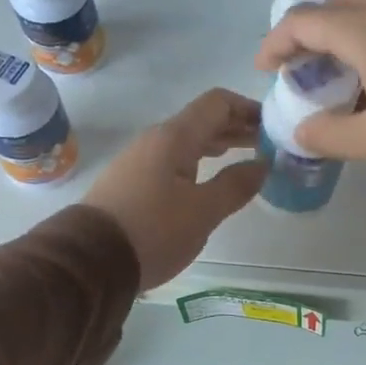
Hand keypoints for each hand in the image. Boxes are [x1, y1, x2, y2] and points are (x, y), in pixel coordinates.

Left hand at [84, 88, 266, 288]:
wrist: (91, 260)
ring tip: (245, 159)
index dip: (248, 109)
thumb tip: (263, 164)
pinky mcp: (131, 183)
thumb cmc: (154, 231)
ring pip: (187, 142)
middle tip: (268, 145)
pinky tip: (209, 181)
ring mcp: (139, 161)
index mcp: (174, 138)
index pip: (217, 103)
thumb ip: (236, 185)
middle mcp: (155, 140)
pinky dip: (198, 163)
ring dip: (218, 146)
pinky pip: (173, 161)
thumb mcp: (203, 211)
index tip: (273, 126)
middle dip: (237, 128)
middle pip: (202, 121)